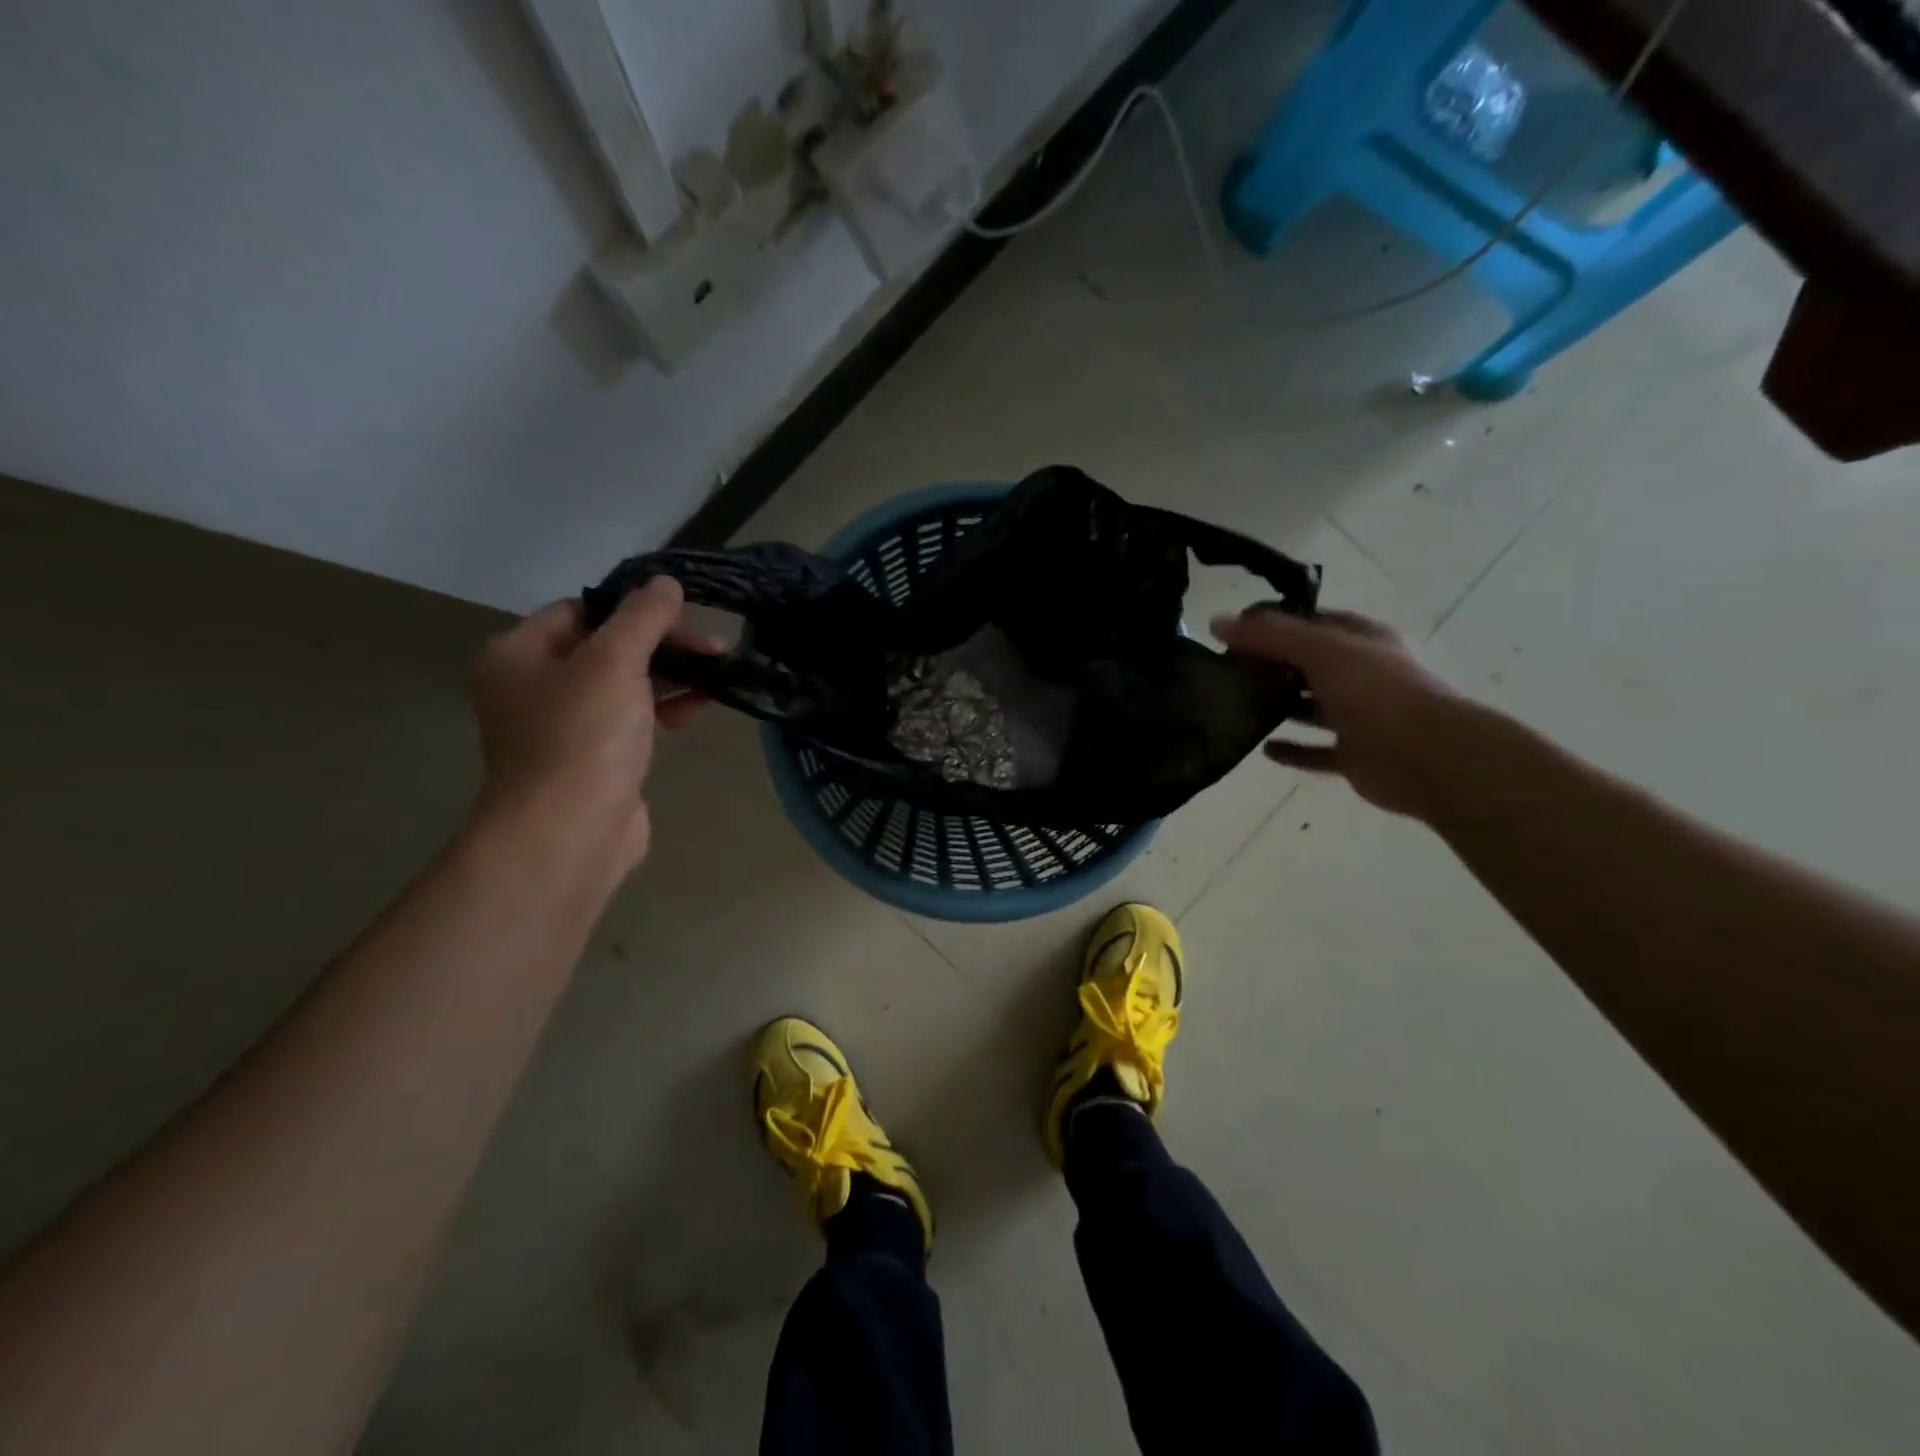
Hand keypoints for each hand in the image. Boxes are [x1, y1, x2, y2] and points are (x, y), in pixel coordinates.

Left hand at [470, 579, 708, 873]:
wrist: (570, 832)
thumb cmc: (583, 736)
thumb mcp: (614, 661)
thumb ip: (643, 617)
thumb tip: (665, 583)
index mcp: (518, 654)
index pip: (581, 610)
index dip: (633, 608)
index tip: (682, 614)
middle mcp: (534, 686)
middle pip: (607, 646)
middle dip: (663, 643)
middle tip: (714, 647)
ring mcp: (565, 726)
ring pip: (625, 684)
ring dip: (671, 674)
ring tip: (720, 670)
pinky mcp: (595, 758)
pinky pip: (633, 719)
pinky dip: (665, 708)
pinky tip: (702, 704)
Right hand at [1211, 607, 1461, 818]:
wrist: (1425, 756)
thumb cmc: (1375, 691)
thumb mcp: (1319, 650)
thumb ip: (1269, 635)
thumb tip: (1217, 621)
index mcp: (1363, 641)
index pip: (1315, 622)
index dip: (1277, 624)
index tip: (1235, 631)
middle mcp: (1364, 675)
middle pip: (1310, 665)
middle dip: (1272, 666)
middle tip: (1227, 670)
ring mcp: (1361, 717)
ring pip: (1312, 707)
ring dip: (1280, 707)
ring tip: (1237, 707)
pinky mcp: (1355, 755)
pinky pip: (1316, 751)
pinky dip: (1292, 750)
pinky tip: (1262, 749)